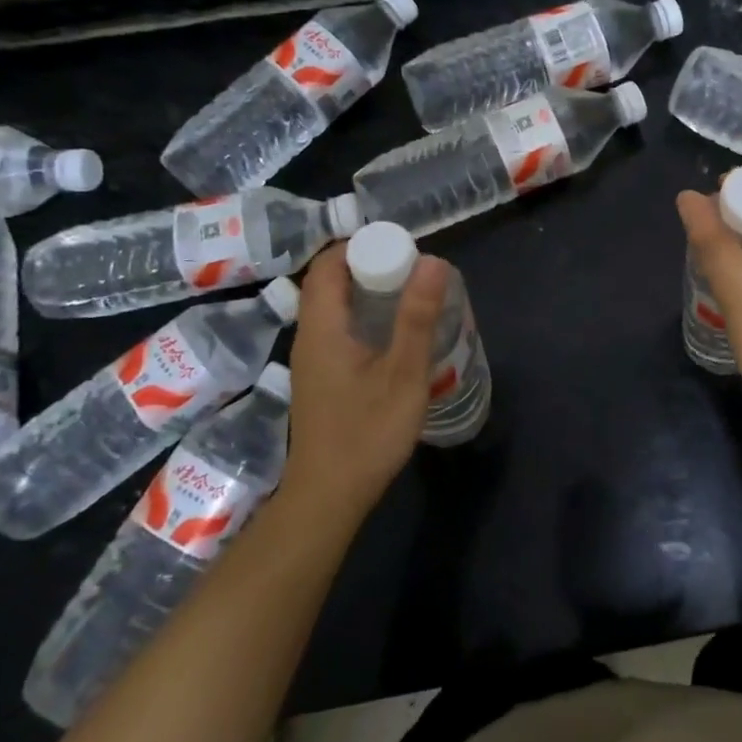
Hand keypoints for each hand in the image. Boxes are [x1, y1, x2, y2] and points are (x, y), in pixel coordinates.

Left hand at [280, 243, 448, 516]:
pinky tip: (396, 337)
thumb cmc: (367, 432)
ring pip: (335, 308)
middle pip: (330, 284)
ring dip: (369, 294)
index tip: (400, 247)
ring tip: (411, 297)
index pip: (327, 265)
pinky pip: (339, 330)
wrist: (329, 496)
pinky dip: (365, 319)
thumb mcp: (402, 373)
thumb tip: (432, 260)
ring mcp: (312, 360)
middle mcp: (309, 337)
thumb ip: (416, 317)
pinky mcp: (321, 379)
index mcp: (321, 327)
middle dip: (370, 266)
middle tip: (414, 270)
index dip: (359, 245)